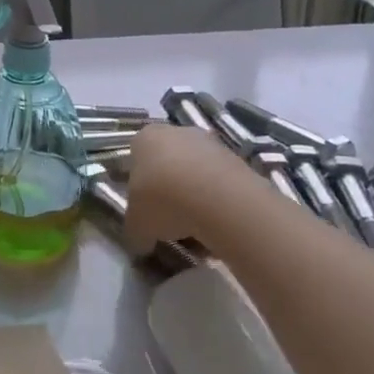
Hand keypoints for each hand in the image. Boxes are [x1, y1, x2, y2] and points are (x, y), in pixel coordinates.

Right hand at [125, 121, 250, 254]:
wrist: (217, 198)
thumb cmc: (163, 201)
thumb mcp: (136, 225)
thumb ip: (135, 231)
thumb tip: (141, 242)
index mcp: (145, 138)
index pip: (137, 158)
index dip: (140, 187)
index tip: (146, 210)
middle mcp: (177, 132)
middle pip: (169, 163)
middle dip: (169, 190)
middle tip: (170, 221)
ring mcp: (210, 143)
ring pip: (197, 174)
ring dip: (195, 198)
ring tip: (197, 230)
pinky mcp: (238, 160)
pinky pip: (221, 184)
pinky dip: (218, 203)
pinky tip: (218, 226)